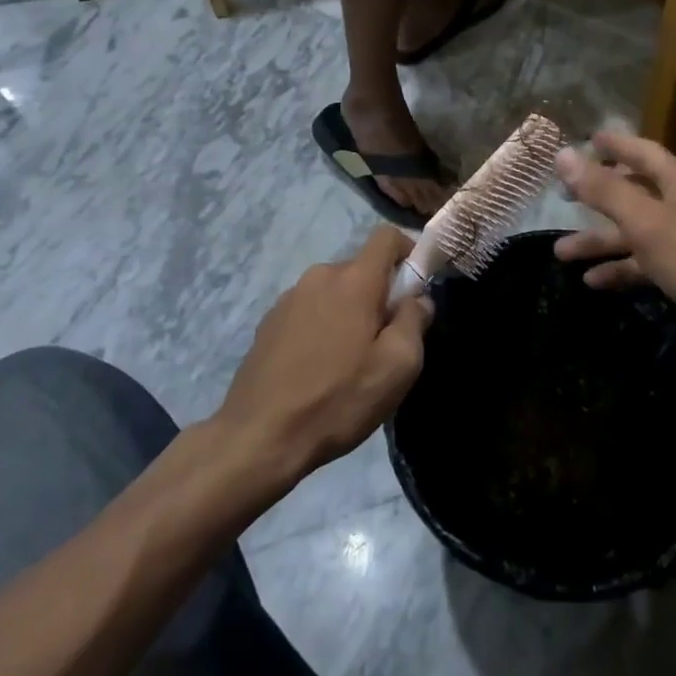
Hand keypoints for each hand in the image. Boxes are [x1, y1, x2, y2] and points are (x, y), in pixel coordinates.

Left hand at [213, 226, 430, 491]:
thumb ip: (415, 321)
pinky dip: (322, 326)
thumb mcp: (397, 367)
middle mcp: (320, 276)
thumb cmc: (337, 399)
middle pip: (361, 269)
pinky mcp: (268, 322)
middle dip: (378, 294)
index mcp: (354, 280)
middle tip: (383, 342)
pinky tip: (317, 369)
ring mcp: (289, 297)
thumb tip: (417, 299)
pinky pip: (309, 310)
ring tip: (347, 362)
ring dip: (348, 312)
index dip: (408, 252)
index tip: (414, 288)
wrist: (258, 438)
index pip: (387, 236)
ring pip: (334, 291)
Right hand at [554, 130, 675, 344]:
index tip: (587, 139)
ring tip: (560, 253)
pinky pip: (647, 262)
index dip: (614, 145)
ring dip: (601, 240)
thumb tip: (563, 155)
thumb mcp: (644, 220)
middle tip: (561, 198)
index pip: (641, 151)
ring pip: (636, 231)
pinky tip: (593, 281)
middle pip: (634, 192)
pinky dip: (622, 267)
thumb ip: (603, 189)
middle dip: (597, 197)